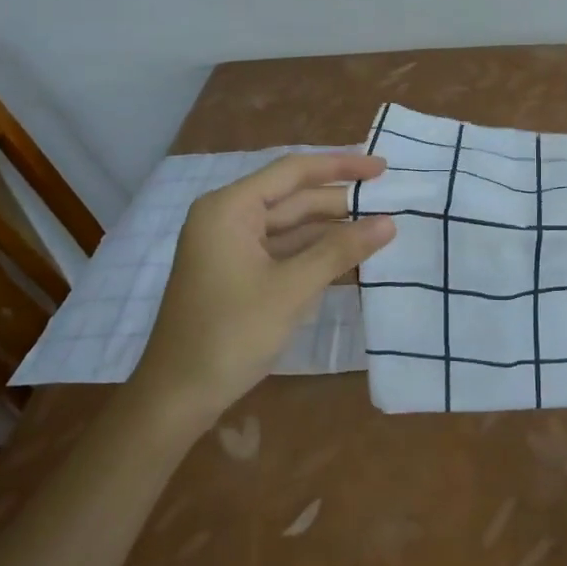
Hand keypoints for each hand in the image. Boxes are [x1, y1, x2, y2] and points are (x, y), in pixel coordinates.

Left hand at [135, 153, 395, 421]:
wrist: (176, 399)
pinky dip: (314, 253)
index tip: (382, 168)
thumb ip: (340, 251)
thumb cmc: (230, 335)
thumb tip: (389, 223)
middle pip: (293, 198)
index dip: (340, 166)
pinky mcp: (237, 273)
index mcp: (230, 208)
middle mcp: (228, 217)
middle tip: (390, 202)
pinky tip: (350, 258)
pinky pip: (283, 251)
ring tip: (379, 229)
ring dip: (331, 230)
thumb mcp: (291, 290)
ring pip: (291, 226)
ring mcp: (231, 247)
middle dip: (340, 201)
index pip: (293, 171)